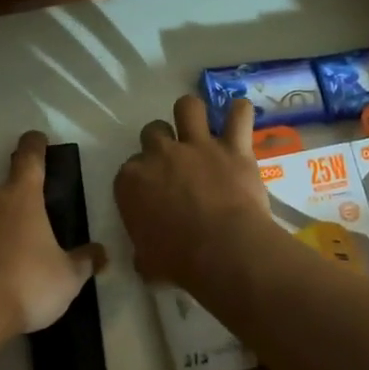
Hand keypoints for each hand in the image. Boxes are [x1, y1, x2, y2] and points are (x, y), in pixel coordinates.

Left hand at [0, 131, 106, 336]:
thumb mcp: (67, 277)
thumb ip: (84, 261)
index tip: (38, 140)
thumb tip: (100, 253)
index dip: (35, 145)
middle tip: (32, 235)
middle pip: (4, 192)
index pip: (29, 157)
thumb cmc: (25, 283)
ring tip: (8, 266)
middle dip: (17, 208)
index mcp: (20, 195)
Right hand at [114, 95, 271, 287]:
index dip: (142, 178)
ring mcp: (197, 146)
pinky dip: (239, 113)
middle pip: (153, 131)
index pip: (129, 169)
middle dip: (162, 141)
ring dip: (192, 114)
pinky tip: (239, 116)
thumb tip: (145, 259)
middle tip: (175, 161)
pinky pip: (238, 115)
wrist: (223, 251)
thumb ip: (142, 252)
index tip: (152, 193)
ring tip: (201, 126)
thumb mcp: (147, 263)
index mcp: (131, 181)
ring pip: (188, 107)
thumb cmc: (179, 262)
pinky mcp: (233, 147)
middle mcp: (160, 154)